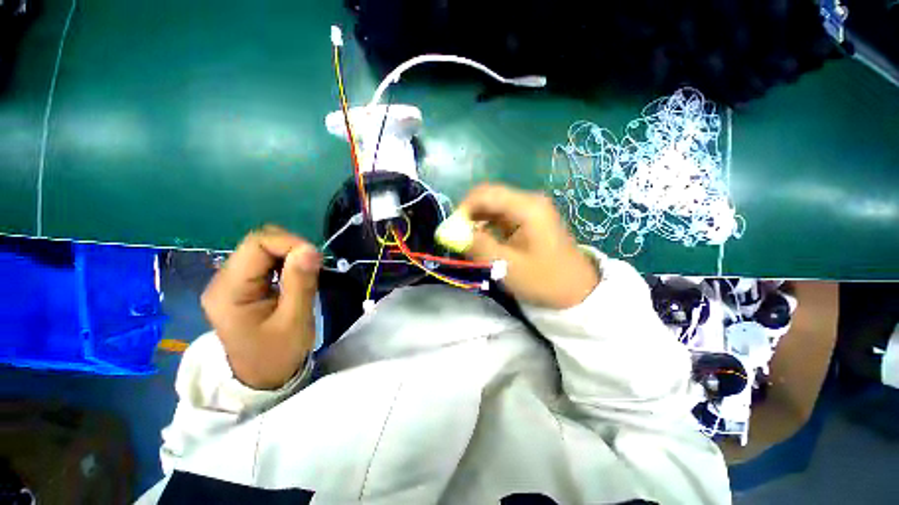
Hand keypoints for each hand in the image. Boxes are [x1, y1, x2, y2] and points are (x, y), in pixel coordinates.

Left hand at [201, 226, 321, 389]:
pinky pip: (265, 261)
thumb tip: (311, 249)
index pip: (256, 244)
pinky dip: (286, 262)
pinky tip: (296, 277)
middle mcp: (223, 281)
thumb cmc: (278, 354)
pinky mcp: (241, 285)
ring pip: (263, 249)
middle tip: (313, 267)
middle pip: (257, 243)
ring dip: (290, 255)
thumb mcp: (295, 320)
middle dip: (291, 248)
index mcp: (229, 291)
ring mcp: (230, 282)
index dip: (289, 243)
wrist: (262, 377)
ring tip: (307, 274)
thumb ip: (301, 283)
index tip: (315, 259)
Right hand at [459, 184, 599, 308]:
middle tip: (459, 237)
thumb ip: (478, 246)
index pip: (485, 193)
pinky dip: (487, 226)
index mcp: (527, 207)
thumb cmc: (544, 280)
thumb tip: (451, 232)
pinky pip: (500, 216)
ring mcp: (529, 209)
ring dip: (477, 221)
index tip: (452, 231)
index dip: (463, 209)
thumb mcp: (507, 266)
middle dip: (469, 215)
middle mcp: (528, 201)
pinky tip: (483, 242)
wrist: (577, 291)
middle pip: (488, 197)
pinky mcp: (528, 219)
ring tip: (469, 242)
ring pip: (493, 206)